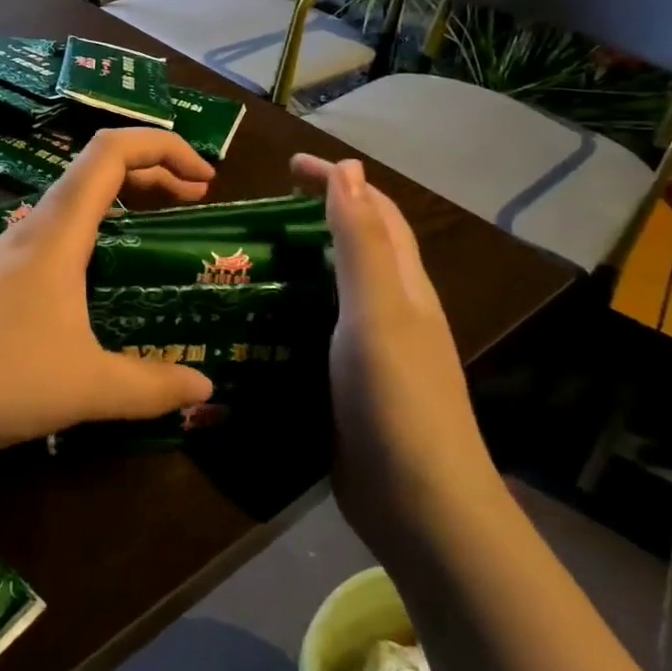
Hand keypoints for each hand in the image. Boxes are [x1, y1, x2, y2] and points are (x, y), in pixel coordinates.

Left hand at [0, 128, 217, 472]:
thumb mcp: (86, 385)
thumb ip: (151, 386)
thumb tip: (206, 386)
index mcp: (58, 230)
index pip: (113, 151)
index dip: (165, 147)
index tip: (206, 179)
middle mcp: (33, 229)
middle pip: (97, 169)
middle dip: (153, 173)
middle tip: (193, 202)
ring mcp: (7, 254)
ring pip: (74, 204)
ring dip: (121, 204)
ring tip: (155, 235)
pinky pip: (56, 238)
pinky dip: (94, 237)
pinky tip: (100, 282)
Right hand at [290, 155, 496, 531]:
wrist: (418, 504)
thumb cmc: (396, 397)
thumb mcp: (377, 310)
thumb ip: (361, 242)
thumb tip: (350, 169)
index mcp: (403, 286)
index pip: (374, 212)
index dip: (338, 181)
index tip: (289, 166)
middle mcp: (392, 311)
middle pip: (360, 246)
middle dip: (320, 214)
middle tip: (264, 210)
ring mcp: (372, 351)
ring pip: (337, 288)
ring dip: (302, 262)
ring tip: (252, 257)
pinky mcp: (349, 385)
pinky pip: (319, 329)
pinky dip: (293, 309)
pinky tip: (261, 319)